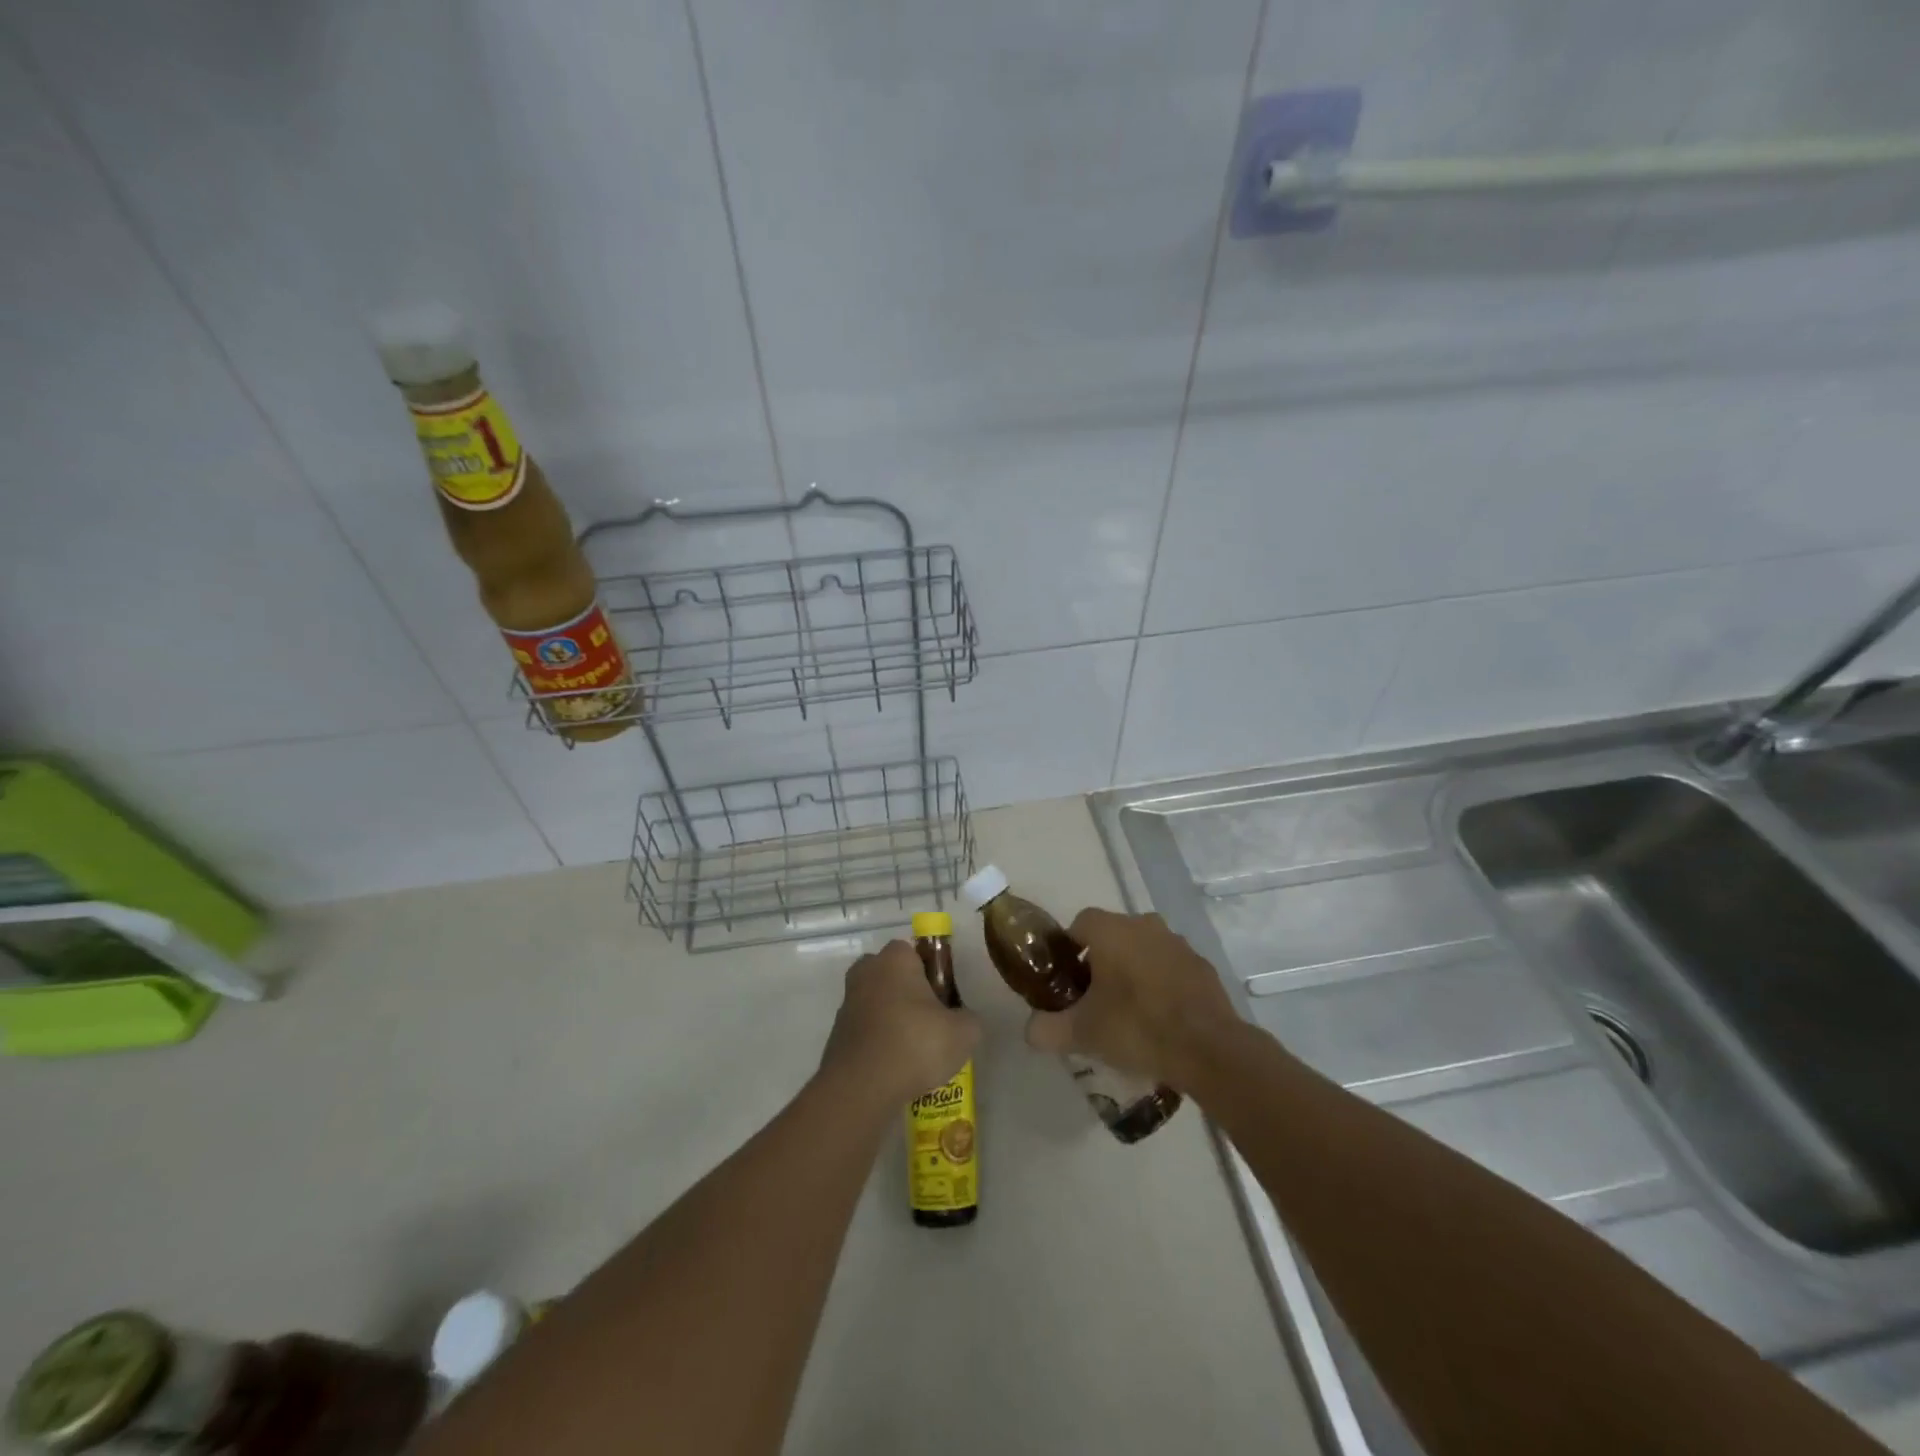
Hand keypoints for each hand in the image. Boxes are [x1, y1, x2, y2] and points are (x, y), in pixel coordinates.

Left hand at [820, 940, 980, 1104]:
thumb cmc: (915, 1044)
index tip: (945, 999)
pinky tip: (895, 1067)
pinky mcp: (837, 1033)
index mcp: (895, 958)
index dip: (933, 974)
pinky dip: (879, 1042)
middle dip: (909, 993)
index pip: (916, 952)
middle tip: (931, 1021)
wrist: (861, 1088)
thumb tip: (962, 1019)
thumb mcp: (964, 1033)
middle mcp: (866, 971)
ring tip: (916, 1051)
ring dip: (893, 1019)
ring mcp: (847, 1002)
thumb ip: (969, 1018)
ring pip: (878, 1002)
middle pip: (893, 975)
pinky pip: (866, 1030)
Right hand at [1025, 909, 1237, 1088]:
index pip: (1079, 924)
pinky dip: (1161, 983)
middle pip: (1112, 935)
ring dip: (1133, 970)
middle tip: (1094, 999)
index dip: (1069, 950)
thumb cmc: (1137, 1028)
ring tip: (1128, 1011)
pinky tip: (1160, 1017)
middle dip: (1101, 961)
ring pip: (1143, 949)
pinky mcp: (1201, 965)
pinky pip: (1170, 967)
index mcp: (1111, 931)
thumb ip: (1046, 1029)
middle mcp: (1144, 925)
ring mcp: (1177, 943)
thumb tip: (1030, 1030)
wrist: (1208, 1049)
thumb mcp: (1081, 1034)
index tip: (1067, 981)